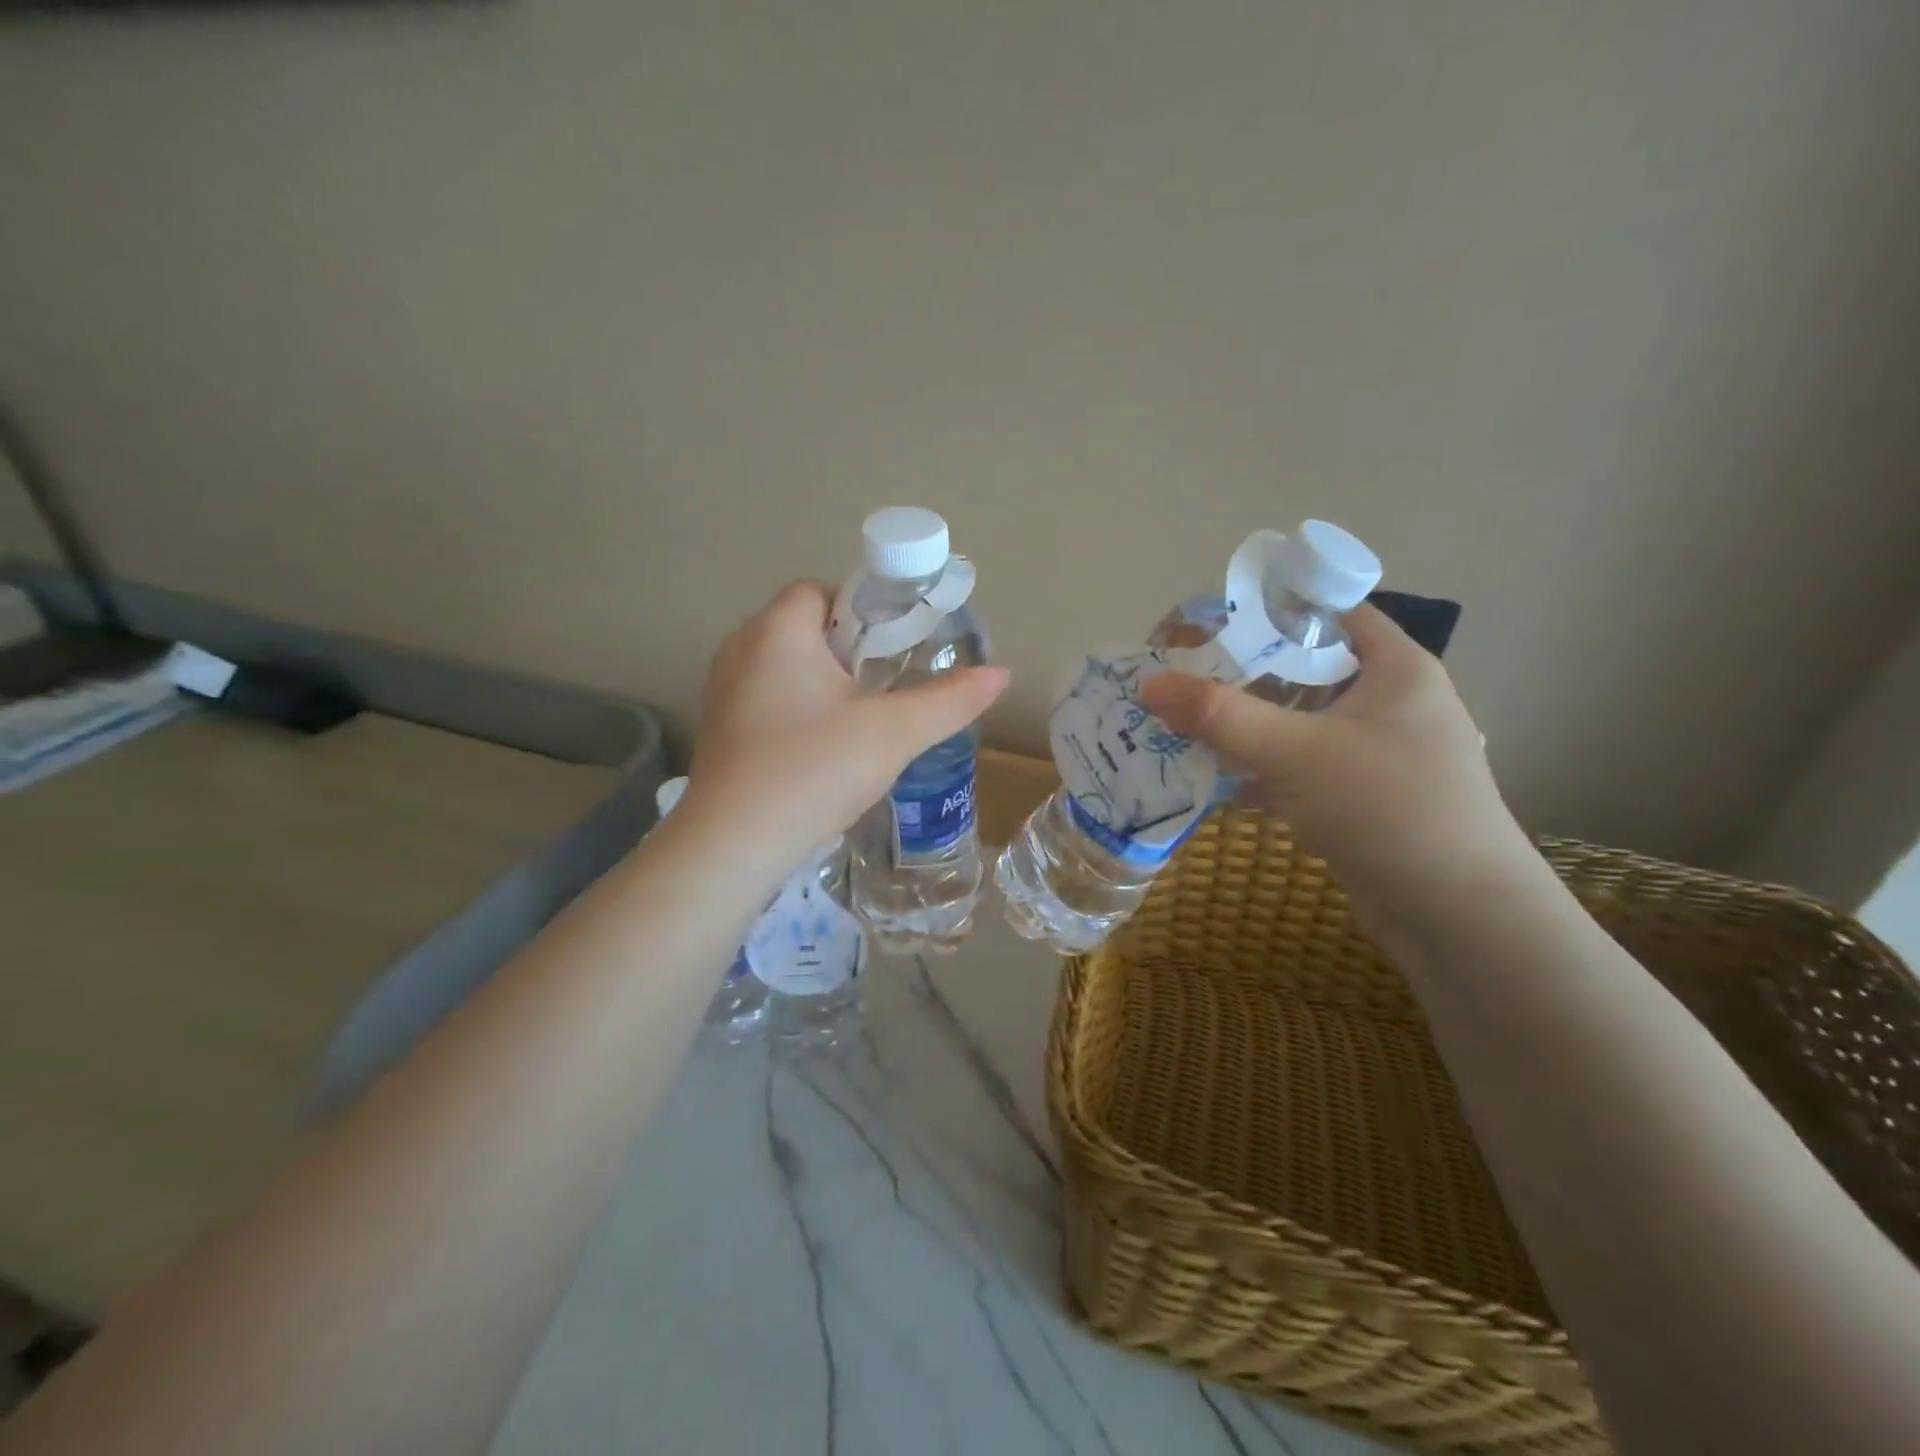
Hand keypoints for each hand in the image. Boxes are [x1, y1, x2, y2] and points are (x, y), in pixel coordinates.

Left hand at [686, 581, 1007, 863]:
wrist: (733, 846)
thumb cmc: (813, 770)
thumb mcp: (894, 733)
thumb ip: (950, 700)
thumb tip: (1002, 674)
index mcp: (777, 632)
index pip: (820, 590)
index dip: (863, 608)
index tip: (897, 644)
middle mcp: (740, 651)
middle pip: (803, 628)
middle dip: (850, 649)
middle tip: (889, 682)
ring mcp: (723, 693)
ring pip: (785, 668)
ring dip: (825, 683)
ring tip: (864, 718)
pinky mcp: (720, 732)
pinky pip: (767, 701)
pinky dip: (799, 712)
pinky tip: (825, 751)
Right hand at [1137, 605, 1531, 935]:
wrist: (1457, 917)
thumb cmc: (1388, 808)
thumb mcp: (1297, 751)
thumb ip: (1220, 714)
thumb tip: (1149, 683)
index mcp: (1394, 667)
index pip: (1327, 612)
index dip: (1268, 609)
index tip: (1207, 623)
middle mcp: (1388, 702)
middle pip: (1302, 668)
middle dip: (1240, 672)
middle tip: (1181, 676)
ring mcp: (1374, 753)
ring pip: (1296, 722)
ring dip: (1243, 724)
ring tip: (1183, 723)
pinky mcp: (1358, 798)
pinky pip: (1297, 767)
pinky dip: (1257, 768)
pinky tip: (1212, 778)